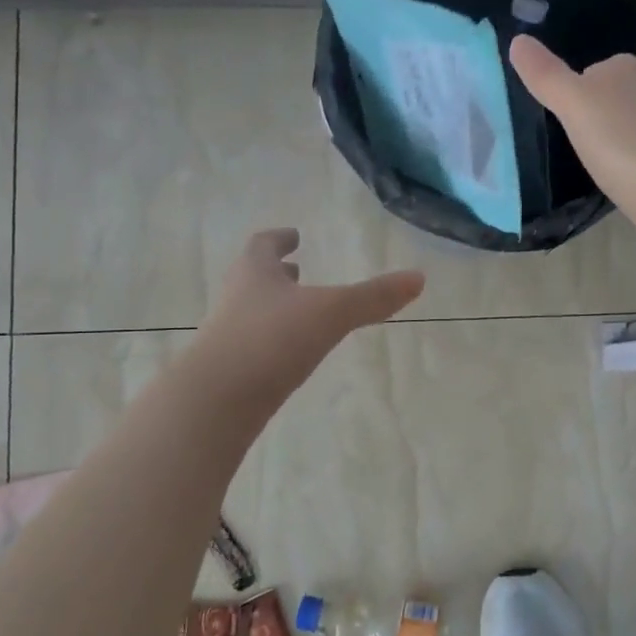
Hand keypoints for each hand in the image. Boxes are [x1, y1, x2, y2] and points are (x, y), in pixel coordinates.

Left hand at [192, 229, 424, 407]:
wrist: (216, 400)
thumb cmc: (272, 339)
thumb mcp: (332, 313)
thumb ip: (373, 297)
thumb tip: (419, 277)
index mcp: (254, 273)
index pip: (262, 245)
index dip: (278, 239)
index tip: (292, 236)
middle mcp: (236, 298)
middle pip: (253, 277)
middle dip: (275, 273)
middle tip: (294, 269)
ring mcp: (227, 336)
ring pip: (251, 311)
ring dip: (273, 306)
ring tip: (297, 311)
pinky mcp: (229, 371)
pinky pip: (252, 345)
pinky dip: (271, 340)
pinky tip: (288, 354)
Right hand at [509, 34, 635, 215]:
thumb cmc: (618, 139)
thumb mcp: (573, 103)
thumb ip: (546, 75)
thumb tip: (517, 40)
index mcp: (624, 70)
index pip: (596, 68)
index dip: (577, 84)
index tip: (558, 108)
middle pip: (611, 95)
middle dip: (594, 111)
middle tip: (566, 135)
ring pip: (625, 124)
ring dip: (609, 136)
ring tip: (584, 157)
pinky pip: (635, 152)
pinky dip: (622, 160)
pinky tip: (609, 176)